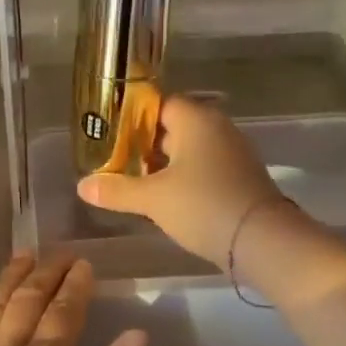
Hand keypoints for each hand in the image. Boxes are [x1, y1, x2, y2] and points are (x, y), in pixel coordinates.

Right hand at [77, 94, 285, 264]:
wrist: (264, 241)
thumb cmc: (203, 205)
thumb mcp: (152, 199)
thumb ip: (116, 190)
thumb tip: (81, 186)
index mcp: (196, 119)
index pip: (158, 103)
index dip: (131, 117)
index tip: (107, 134)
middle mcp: (217, 128)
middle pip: (173, 126)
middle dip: (143, 143)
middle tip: (113, 160)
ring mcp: (232, 154)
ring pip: (188, 150)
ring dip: (163, 164)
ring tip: (132, 181)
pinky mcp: (239, 178)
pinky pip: (203, 168)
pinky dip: (182, 178)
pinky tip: (164, 199)